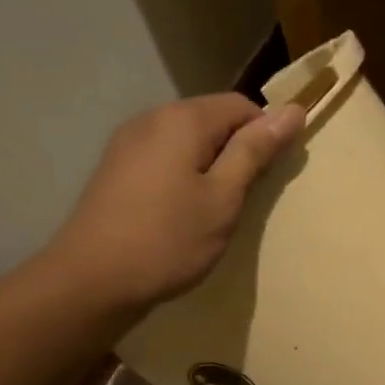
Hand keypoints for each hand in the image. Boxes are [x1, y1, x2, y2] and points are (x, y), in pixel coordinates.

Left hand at [44, 92, 303, 315]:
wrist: (92, 280)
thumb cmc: (168, 240)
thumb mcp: (223, 198)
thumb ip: (255, 152)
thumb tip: (293, 110)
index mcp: (183, 119)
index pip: (241, 105)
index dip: (266, 134)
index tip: (272, 175)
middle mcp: (152, 118)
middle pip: (211, 118)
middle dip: (237, 149)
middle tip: (247, 198)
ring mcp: (128, 142)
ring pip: (187, 139)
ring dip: (211, 164)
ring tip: (217, 208)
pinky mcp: (116, 168)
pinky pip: (164, 157)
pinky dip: (184, 174)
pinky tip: (183, 211)